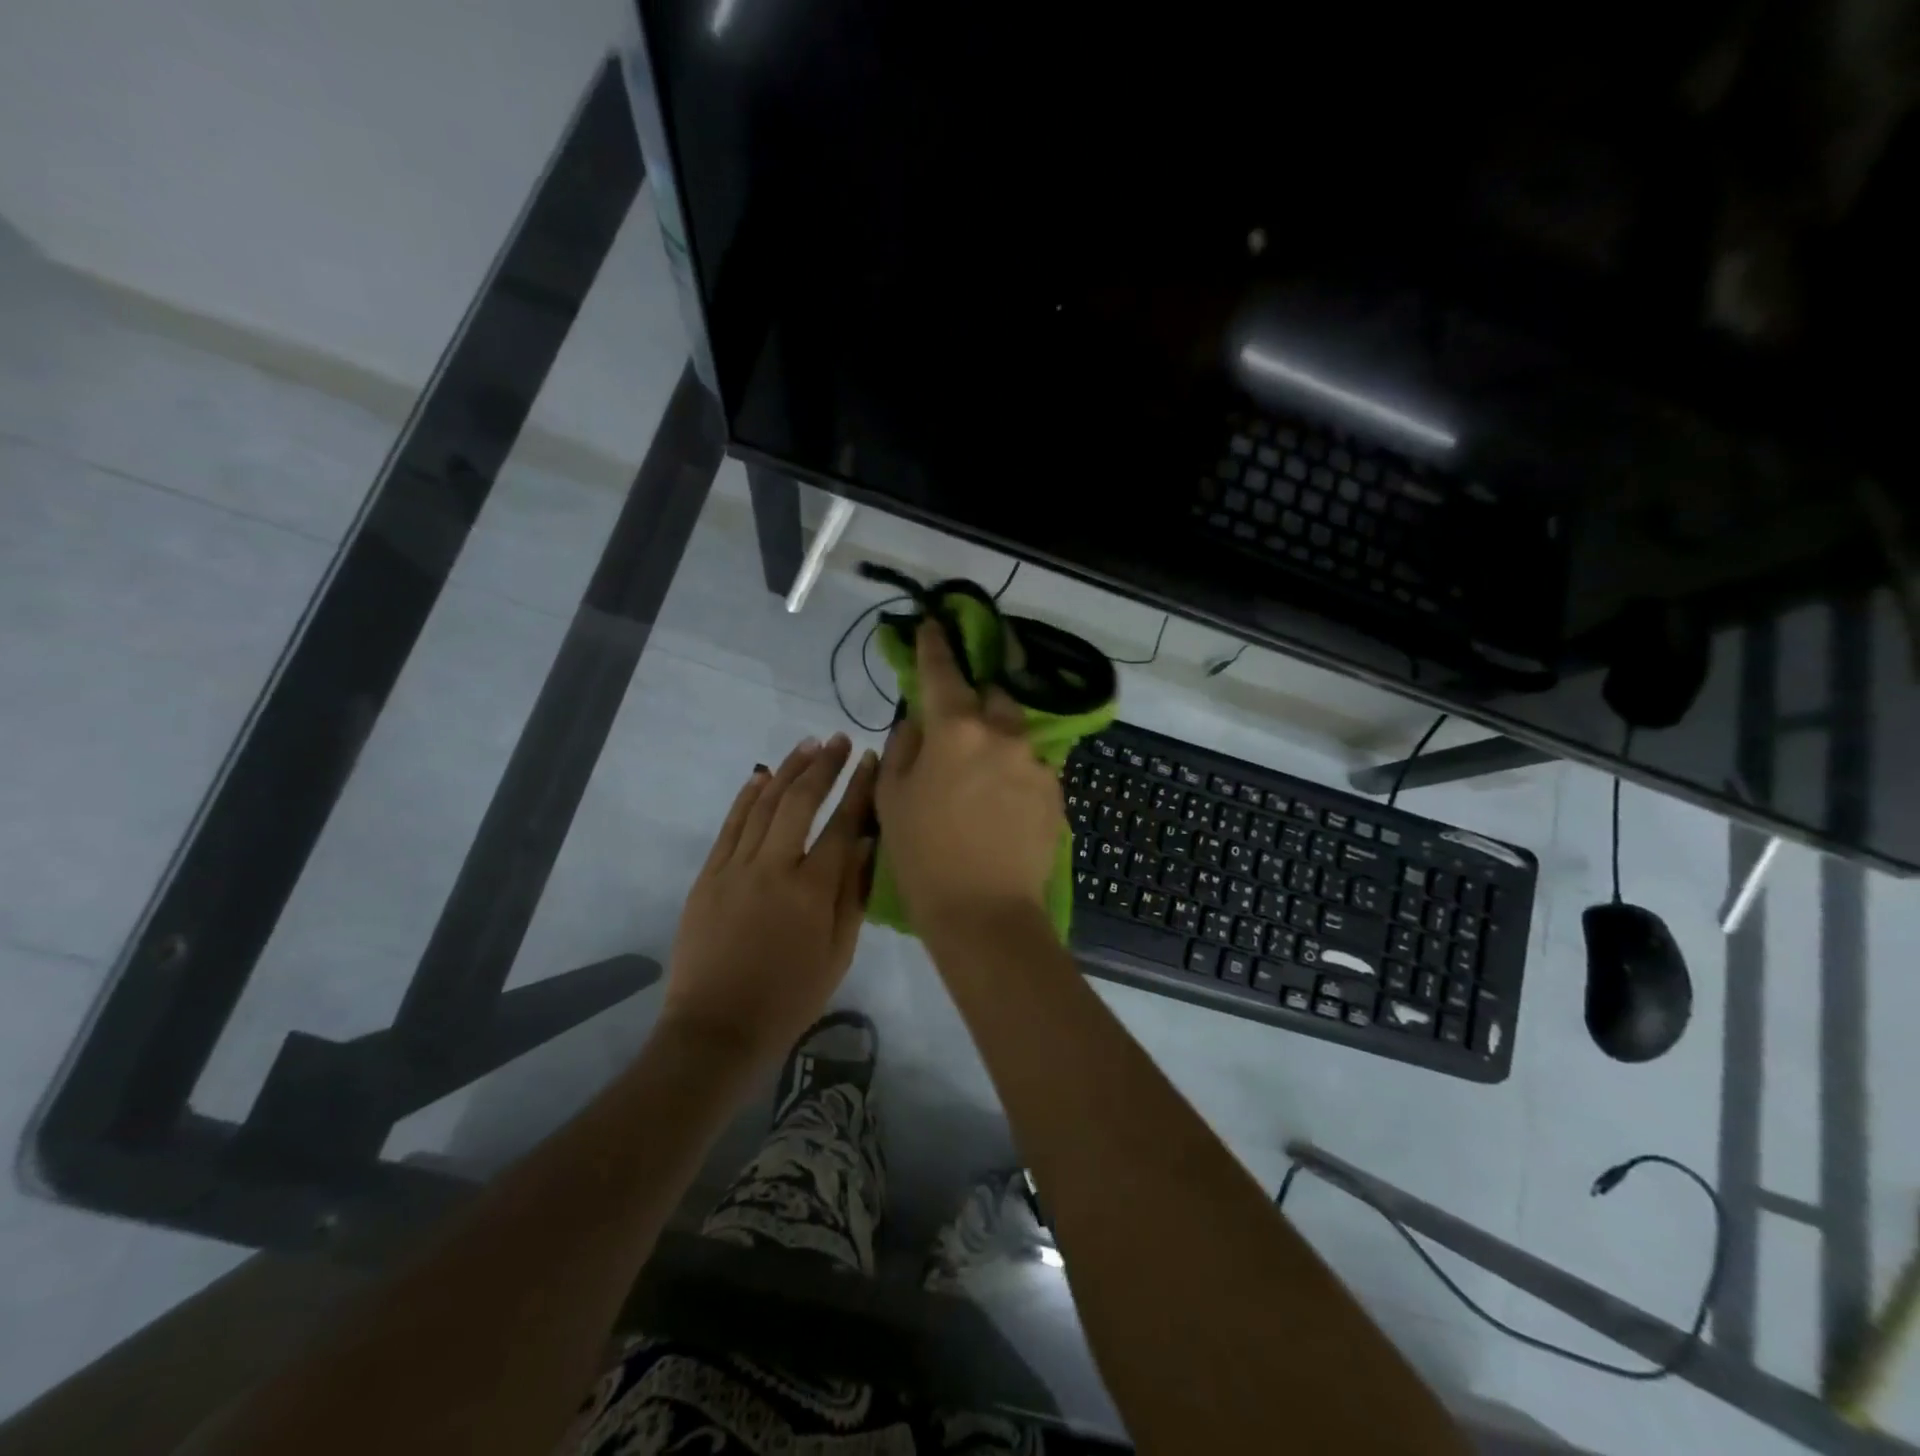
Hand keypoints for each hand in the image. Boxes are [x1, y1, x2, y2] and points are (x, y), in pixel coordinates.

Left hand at [662, 734, 877, 1067]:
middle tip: (839, 739)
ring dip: (787, 770)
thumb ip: (854, 894)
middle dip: (823, 765)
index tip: (871, 758)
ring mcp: (735, 868)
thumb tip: (869, 845)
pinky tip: (760, 776)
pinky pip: (730, 826)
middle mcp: (774, 867)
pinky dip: (745, 797)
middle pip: (800, 802)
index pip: (842, 824)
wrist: (717, 1029)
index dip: (859, 788)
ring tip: (807, 745)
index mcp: (812, 890)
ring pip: (763, 805)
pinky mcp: (709, 876)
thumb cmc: (789, 997)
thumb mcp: (838, 954)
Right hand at [876, 619, 1063, 929]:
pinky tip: (1002, 800)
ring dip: (999, 736)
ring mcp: (1036, 761)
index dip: (935, 645)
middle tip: (960, 716)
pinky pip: (1031, 763)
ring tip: (982, 769)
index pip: (943, 671)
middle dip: (977, 696)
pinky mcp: (1055, 790)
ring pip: (1016, 730)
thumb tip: (918, 722)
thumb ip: (905, 747)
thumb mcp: (893, 799)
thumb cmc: (923, 857)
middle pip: (993, 694)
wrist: (985, 914)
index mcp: (956, 729)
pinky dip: (1015, 768)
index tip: (933, 625)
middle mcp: (1002, 733)